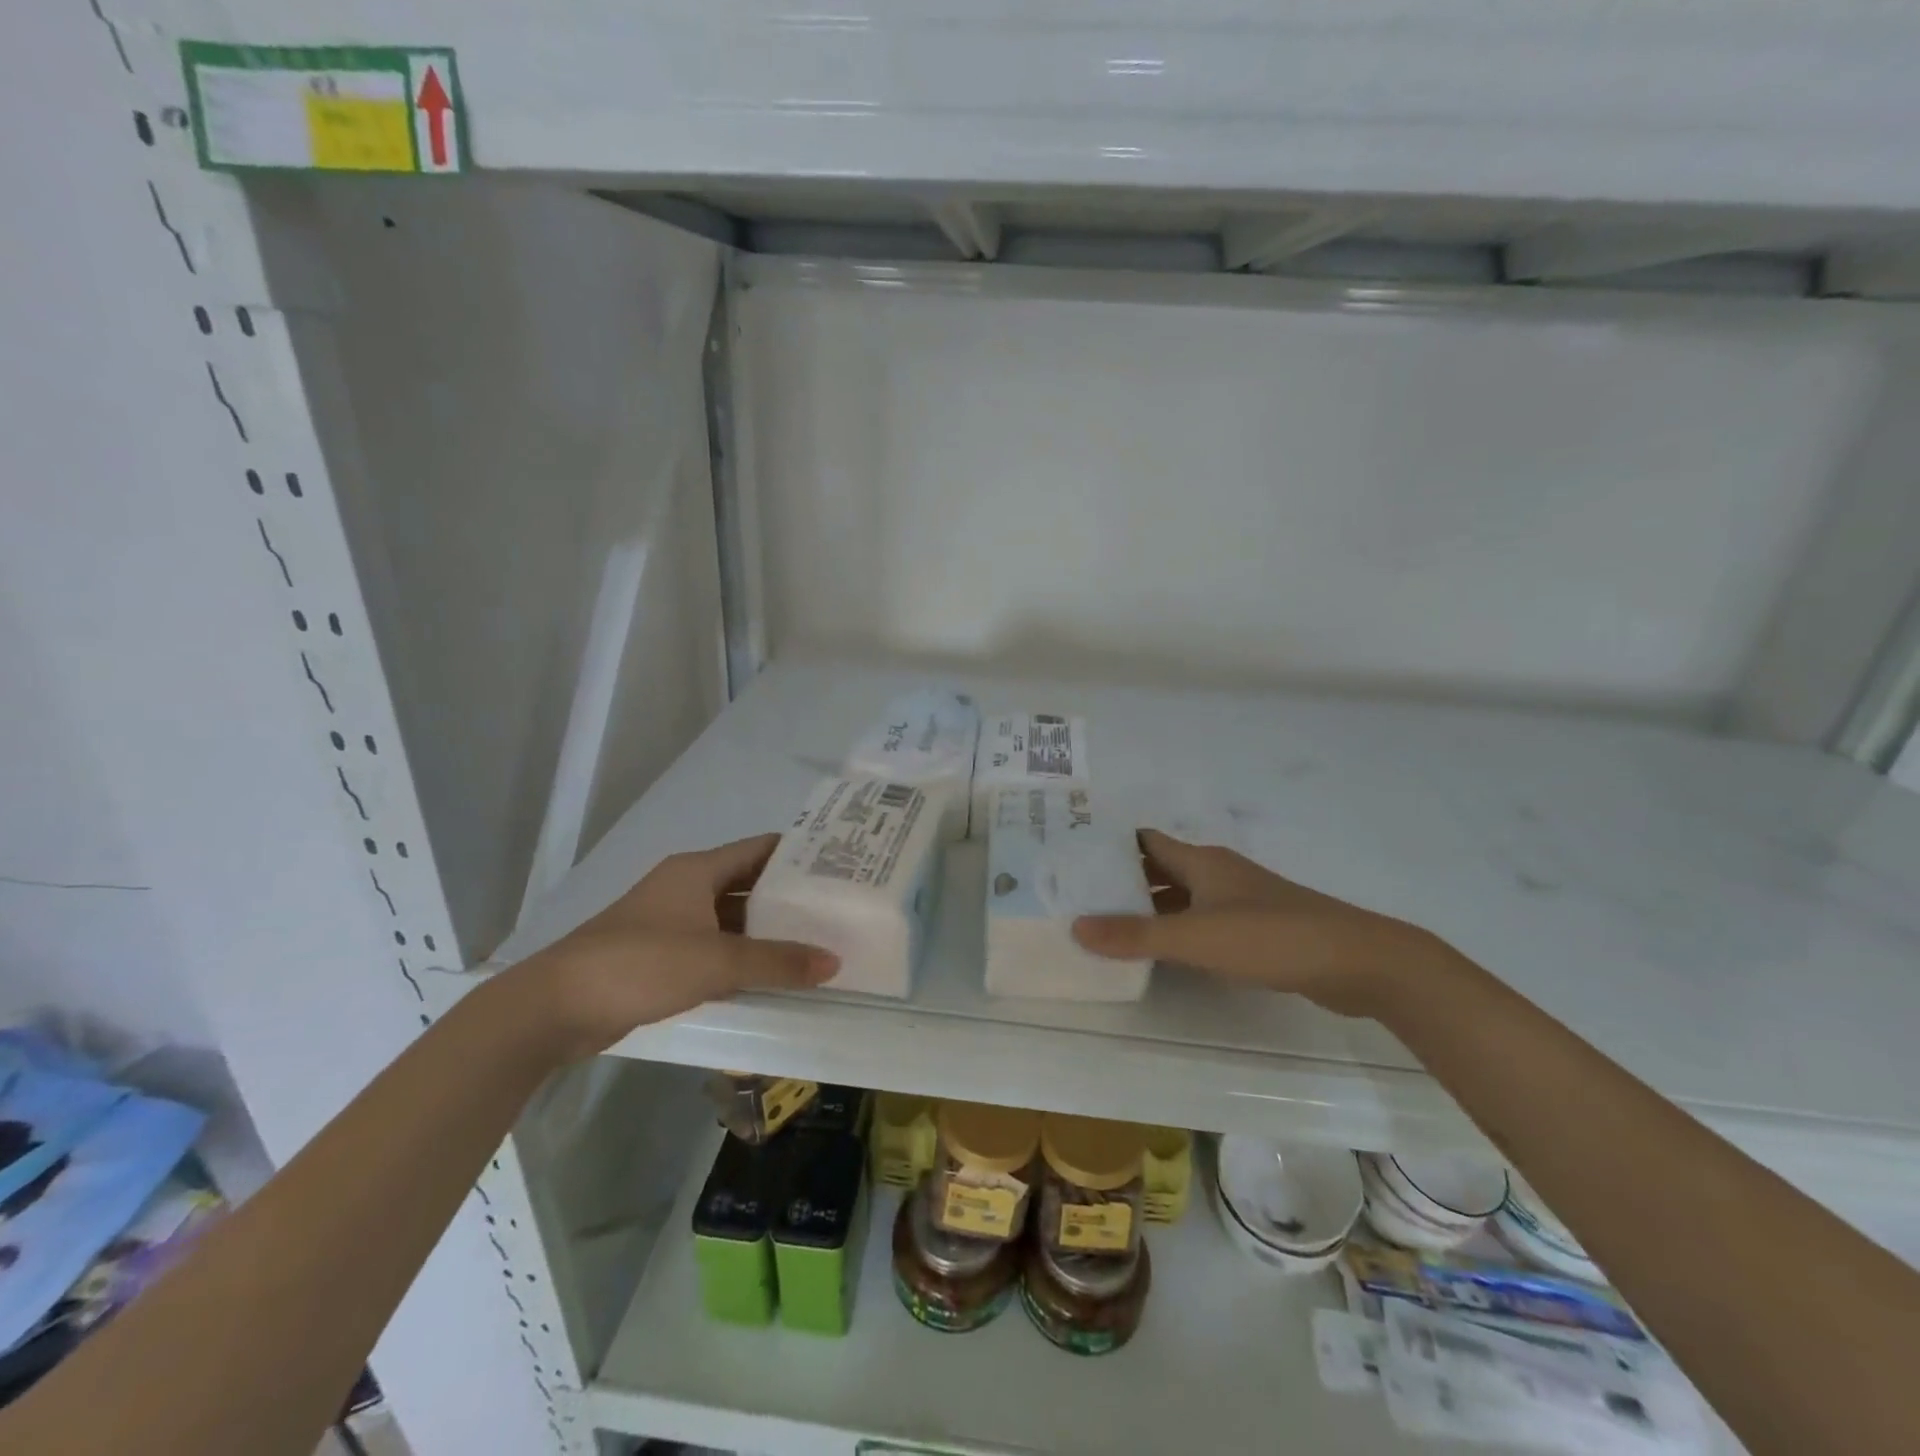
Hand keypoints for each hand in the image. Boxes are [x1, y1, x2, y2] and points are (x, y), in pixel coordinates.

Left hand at [514, 834, 838, 1058]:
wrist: (554, 1008)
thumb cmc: (640, 964)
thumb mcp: (716, 961)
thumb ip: (777, 961)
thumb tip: (834, 962)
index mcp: (697, 870)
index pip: (760, 849)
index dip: (799, 853)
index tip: (840, 863)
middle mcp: (686, 887)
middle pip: (748, 883)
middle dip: (788, 896)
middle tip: (836, 908)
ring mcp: (670, 921)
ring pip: (731, 918)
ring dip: (765, 930)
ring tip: (814, 940)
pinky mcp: (660, 955)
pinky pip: (713, 946)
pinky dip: (740, 955)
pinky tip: (769, 972)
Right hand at [1071, 829, 1443, 1016]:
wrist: (1357, 962)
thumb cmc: (1271, 937)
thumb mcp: (1196, 937)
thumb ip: (1135, 935)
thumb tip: (1075, 926)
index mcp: (1201, 861)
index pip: (1145, 842)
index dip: (1110, 848)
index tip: (1073, 860)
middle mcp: (1217, 874)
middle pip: (1160, 870)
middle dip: (1123, 883)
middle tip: (1080, 900)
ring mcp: (1239, 902)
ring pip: (1181, 899)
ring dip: (1149, 911)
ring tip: (1108, 929)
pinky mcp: (1256, 931)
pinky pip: (1203, 923)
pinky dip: (1178, 933)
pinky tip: (1161, 955)